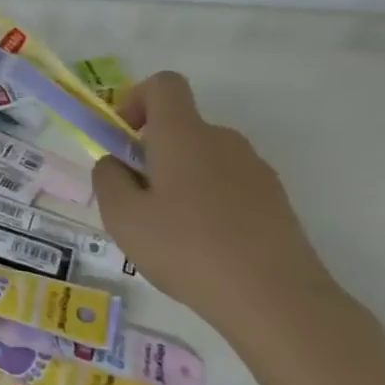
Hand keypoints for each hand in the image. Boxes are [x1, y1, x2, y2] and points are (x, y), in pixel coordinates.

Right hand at [92, 72, 365, 357]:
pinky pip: (230, 186)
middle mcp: (222, 140)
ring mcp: (255, 169)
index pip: (164, 85)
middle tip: (139, 201)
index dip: (137, 99)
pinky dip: (211, 203)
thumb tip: (115, 163)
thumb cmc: (188, 249)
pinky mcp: (276, 200)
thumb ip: (108, 180)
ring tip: (172, 234)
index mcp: (184, 134)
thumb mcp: (124, 218)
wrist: (276, 299)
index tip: (124, 138)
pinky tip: (207, 249)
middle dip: (154, 153)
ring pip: (205, 159)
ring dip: (182, 181)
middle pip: (182, 127)